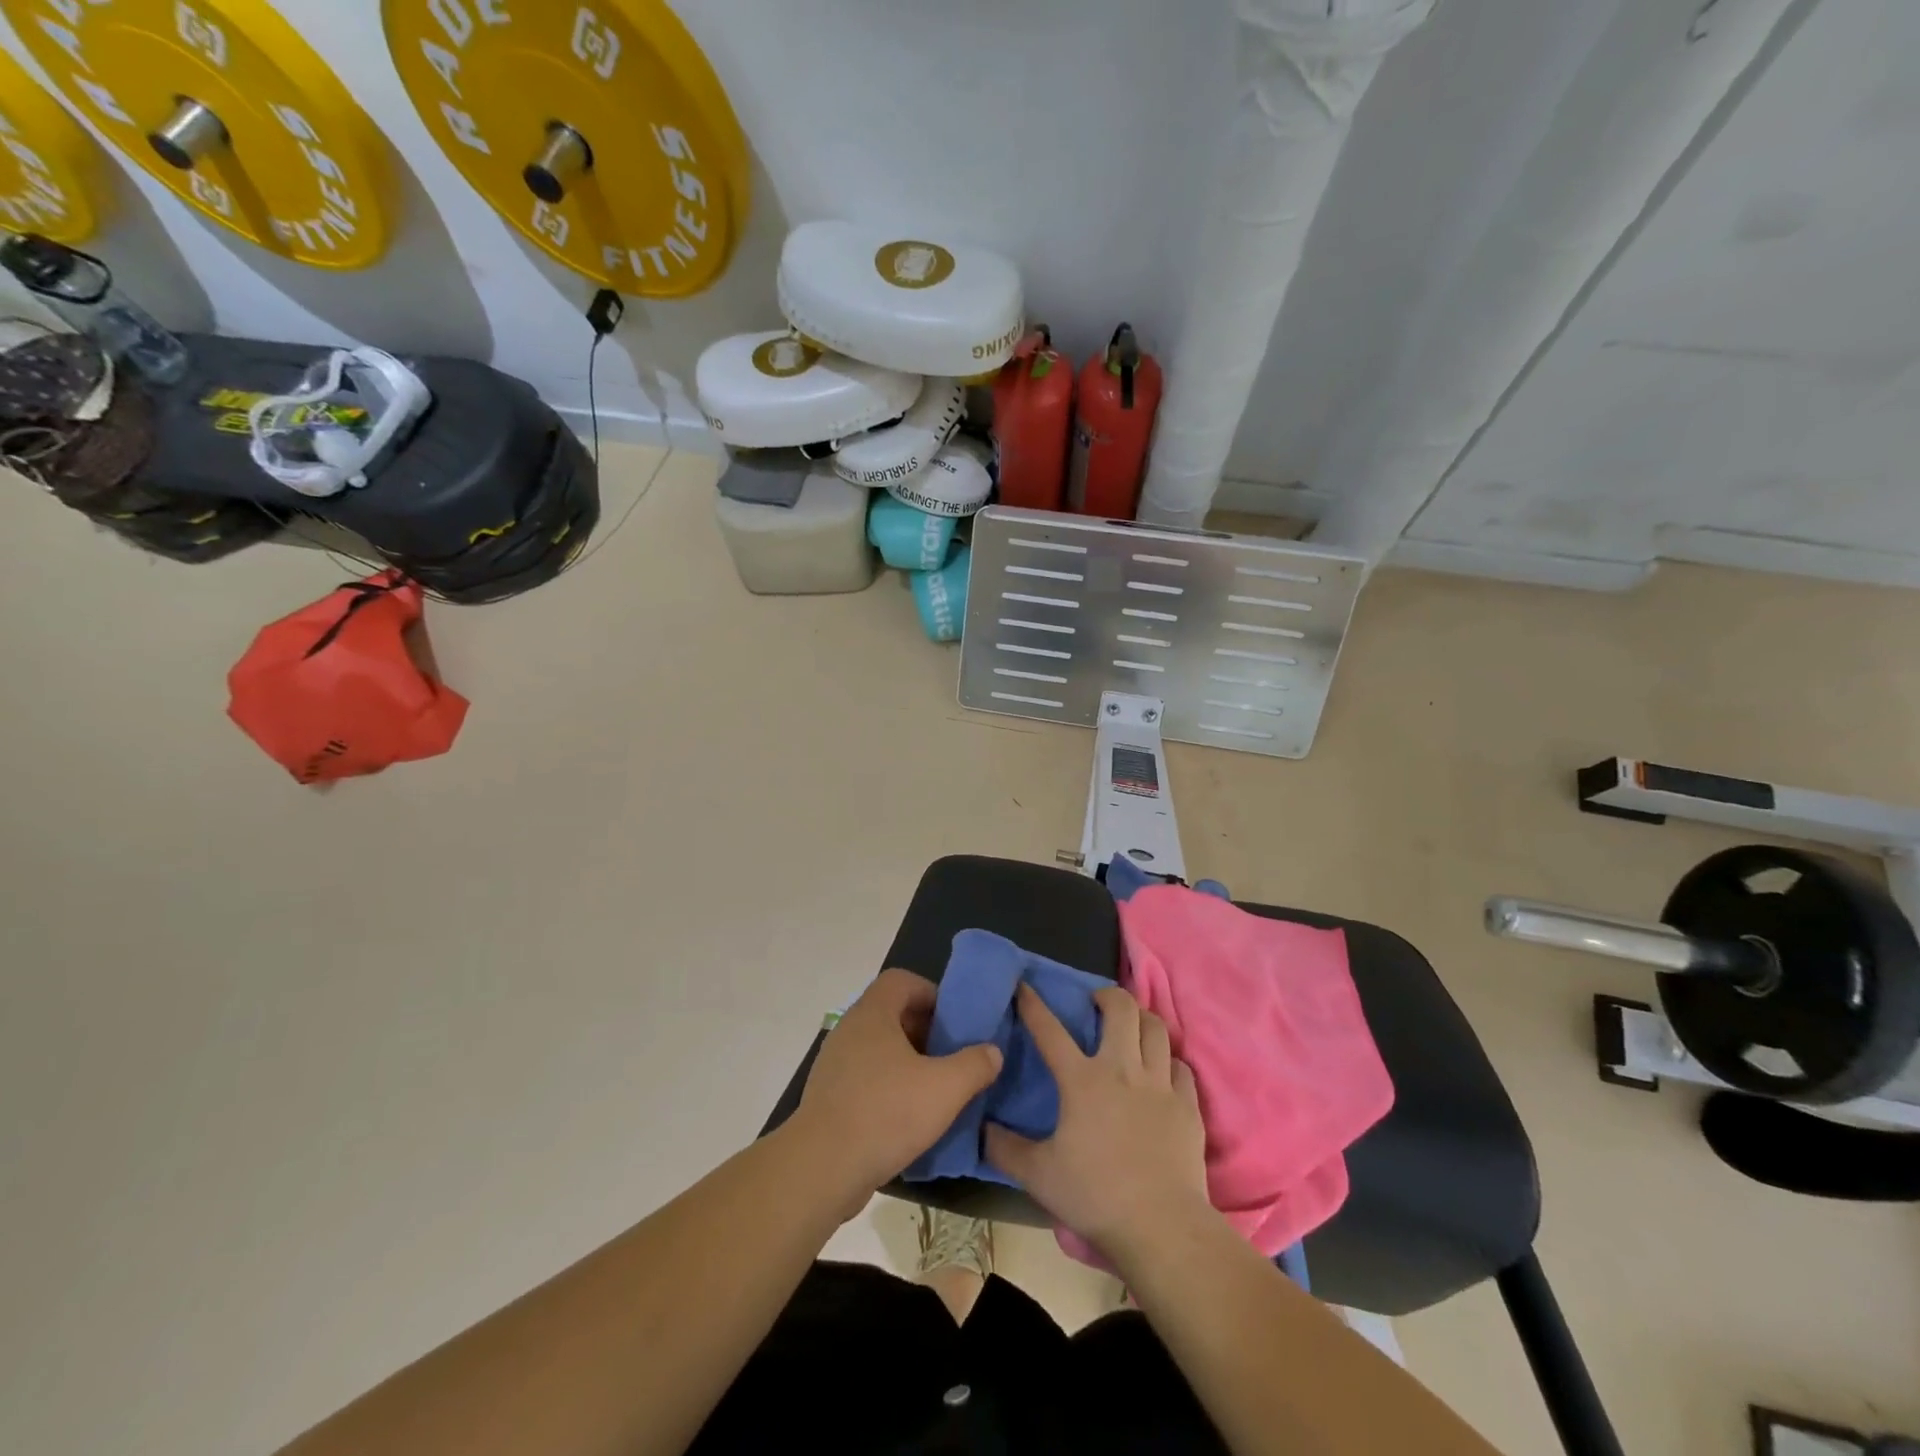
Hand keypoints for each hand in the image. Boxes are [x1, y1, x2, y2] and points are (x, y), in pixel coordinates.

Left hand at [793, 969, 1002, 1200]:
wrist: (822, 1168)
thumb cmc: (886, 1113)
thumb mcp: (945, 1088)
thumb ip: (974, 1064)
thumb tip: (992, 1051)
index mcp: (873, 1013)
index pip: (901, 980)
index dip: (931, 993)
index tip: (954, 1021)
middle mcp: (850, 1029)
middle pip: (892, 1013)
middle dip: (925, 1030)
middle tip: (951, 1056)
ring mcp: (835, 1063)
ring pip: (879, 1048)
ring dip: (908, 1061)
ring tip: (935, 1088)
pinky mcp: (829, 1096)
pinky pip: (865, 1077)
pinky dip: (889, 1086)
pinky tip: (909, 1117)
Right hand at [985, 984, 1211, 1261]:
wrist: (1161, 1227)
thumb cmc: (1095, 1196)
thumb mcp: (1038, 1176)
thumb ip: (1005, 1149)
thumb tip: (982, 1129)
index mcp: (1081, 1080)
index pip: (1050, 1031)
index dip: (1034, 1005)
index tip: (1025, 986)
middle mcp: (1122, 1070)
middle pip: (1121, 1008)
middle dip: (1107, 995)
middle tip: (1096, 1004)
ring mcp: (1160, 1084)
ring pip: (1155, 1029)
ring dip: (1141, 1020)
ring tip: (1131, 1028)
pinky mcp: (1188, 1105)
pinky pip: (1180, 1066)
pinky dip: (1168, 1062)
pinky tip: (1162, 1073)